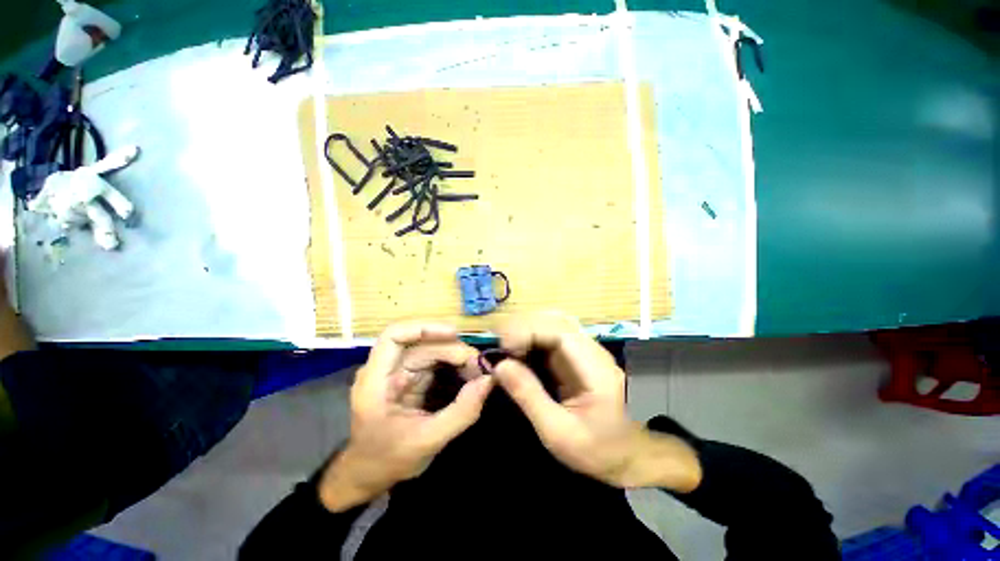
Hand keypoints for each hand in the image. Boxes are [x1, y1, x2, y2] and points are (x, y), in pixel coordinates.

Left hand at [319, 322, 493, 511]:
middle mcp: (386, 369)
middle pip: (422, 344)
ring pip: (431, 350)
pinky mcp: (411, 378)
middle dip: (453, 350)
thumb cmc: (389, 460)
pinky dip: (454, 365)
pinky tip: (468, 374)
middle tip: (480, 366)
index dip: (424, 328)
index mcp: (376, 382)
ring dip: (456, 357)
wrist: (370, 474)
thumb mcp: (427, 442)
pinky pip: (435, 362)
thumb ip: (460, 412)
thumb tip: (489, 380)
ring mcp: (399, 372)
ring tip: (477, 371)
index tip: (454, 334)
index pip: (394, 337)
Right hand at [492, 312, 700, 490]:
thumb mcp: (558, 433)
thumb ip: (529, 396)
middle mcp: (591, 350)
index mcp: (593, 367)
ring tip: (507, 348)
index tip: (504, 346)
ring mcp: (585, 350)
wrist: (631, 455)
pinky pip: (552, 336)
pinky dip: (532, 338)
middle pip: (555, 319)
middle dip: (524, 326)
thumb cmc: (598, 450)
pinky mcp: (577, 355)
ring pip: (552, 323)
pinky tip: (520, 352)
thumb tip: (500, 365)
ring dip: (527, 329)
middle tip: (501, 347)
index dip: (528, 330)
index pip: (559, 330)